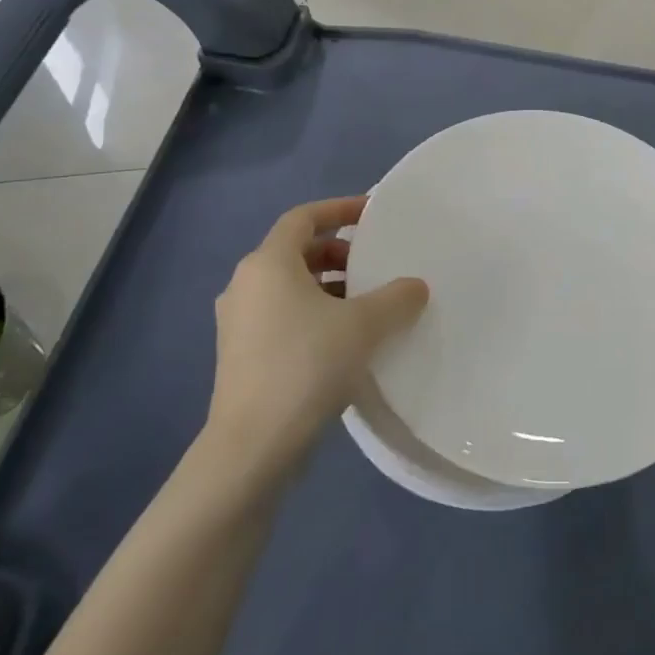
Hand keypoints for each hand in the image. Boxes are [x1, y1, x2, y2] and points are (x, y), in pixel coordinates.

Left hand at [209, 197, 428, 467]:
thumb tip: (416, 287)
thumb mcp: (364, 325)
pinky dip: (313, 313)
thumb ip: (397, 297)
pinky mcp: (240, 355)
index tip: (373, 214)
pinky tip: (344, 339)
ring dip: (328, 285)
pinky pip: (282, 315)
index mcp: (268, 264)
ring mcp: (238, 322)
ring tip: (366, 304)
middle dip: (338, 251)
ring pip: (289, 286)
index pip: (304, 217)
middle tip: (373, 264)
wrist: (252, 446)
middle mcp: (246, 284)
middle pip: (296, 250)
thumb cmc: (307, 365)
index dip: (339, 209)